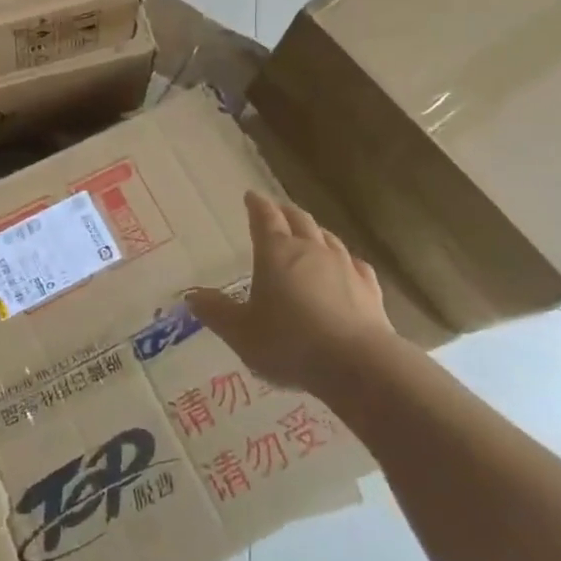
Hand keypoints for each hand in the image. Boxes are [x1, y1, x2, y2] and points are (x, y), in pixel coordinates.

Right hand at [187, 191, 393, 397]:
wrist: (357, 364)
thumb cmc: (289, 343)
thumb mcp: (241, 332)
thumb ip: (216, 312)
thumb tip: (191, 296)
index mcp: (276, 252)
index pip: (264, 218)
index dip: (256, 205)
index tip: (251, 196)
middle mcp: (310, 250)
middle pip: (298, 220)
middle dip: (285, 212)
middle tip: (277, 210)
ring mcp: (344, 267)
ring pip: (328, 238)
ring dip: (315, 231)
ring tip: (309, 232)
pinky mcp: (369, 289)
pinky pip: (355, 264)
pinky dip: (346, 260)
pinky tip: (348, 265)